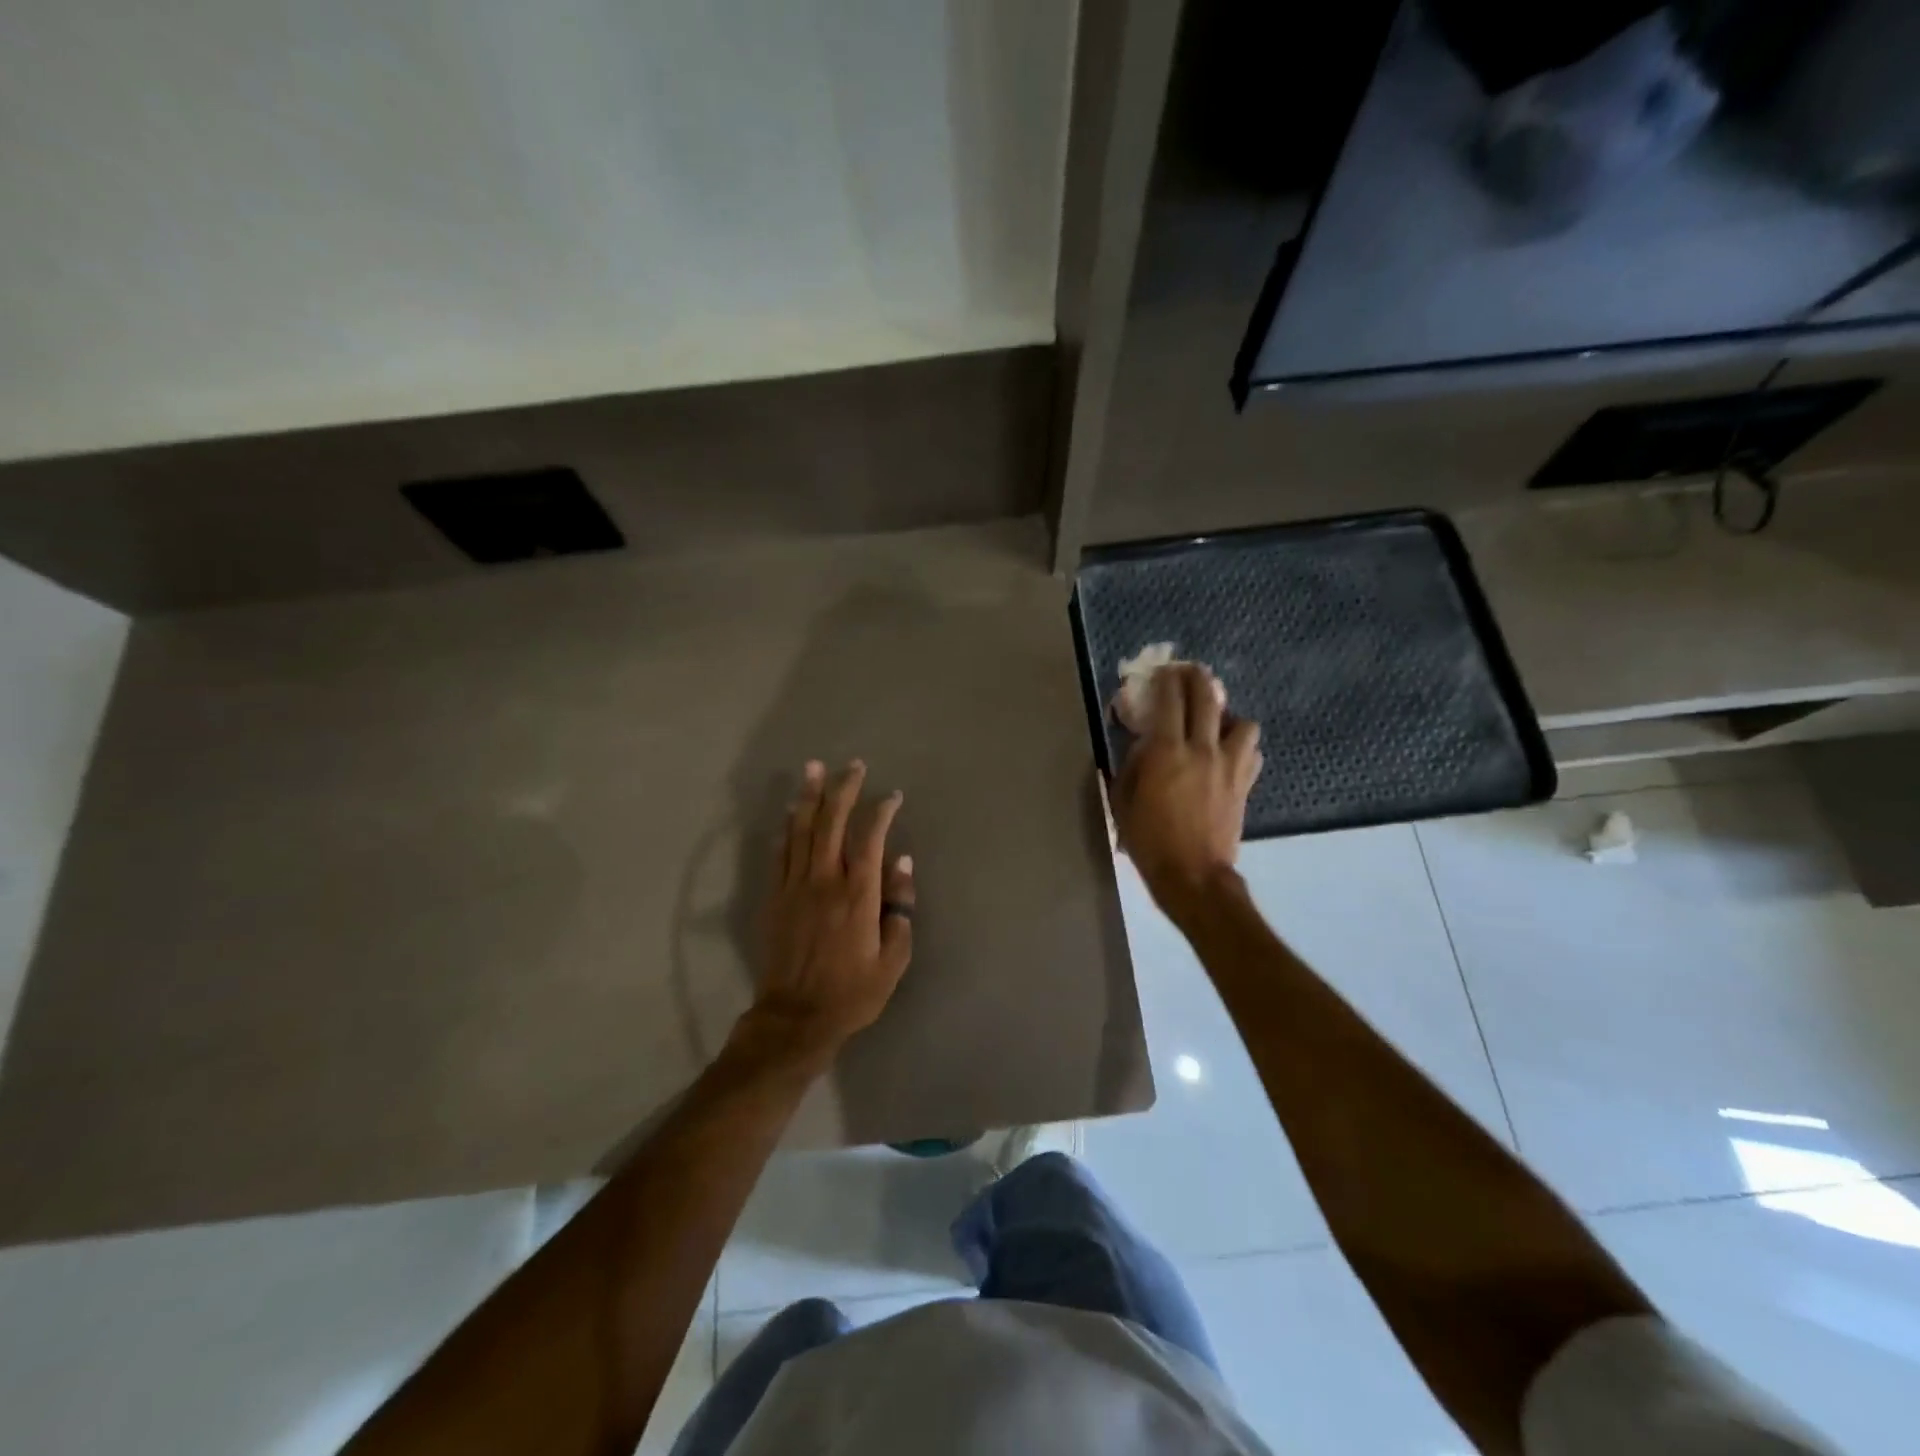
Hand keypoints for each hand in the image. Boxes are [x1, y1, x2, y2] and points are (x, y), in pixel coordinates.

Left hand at [749, 759, 915, 1056]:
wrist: (796, 1018)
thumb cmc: (853, 992)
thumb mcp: (893, 959)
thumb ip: (900, 908)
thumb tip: (901, 864)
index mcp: (859, 895)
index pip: (870, 839)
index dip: (881, 812)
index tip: (892, 796)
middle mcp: (825, 881)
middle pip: (831, 823)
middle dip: (842, 790)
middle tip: (852, 765)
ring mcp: (795, 887)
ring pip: (801, 831)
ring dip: (808, 797)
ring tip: (813, 769)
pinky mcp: (774, 899)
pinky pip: (780, 854)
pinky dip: (786, 829)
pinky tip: (790, 812)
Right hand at [1112, 665, 1262, 915]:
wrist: (1193, 875)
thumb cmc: (1149, 840)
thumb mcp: (1123, 800)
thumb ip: (1131, 764)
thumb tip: (1141, 743)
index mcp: (1167, 751)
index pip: (1170, 699)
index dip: (1166, 679)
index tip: (1162, 671)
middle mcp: (1202, 749)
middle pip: (1207, 698)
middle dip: (1197, 679)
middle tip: (1189, 673)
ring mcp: (1229, 765)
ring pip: (1242, 722)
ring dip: (1228, 715)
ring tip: (1216, 722)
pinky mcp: (1245, 784)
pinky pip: (1252, 752)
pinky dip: (1242, 745)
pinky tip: (1229, 752)